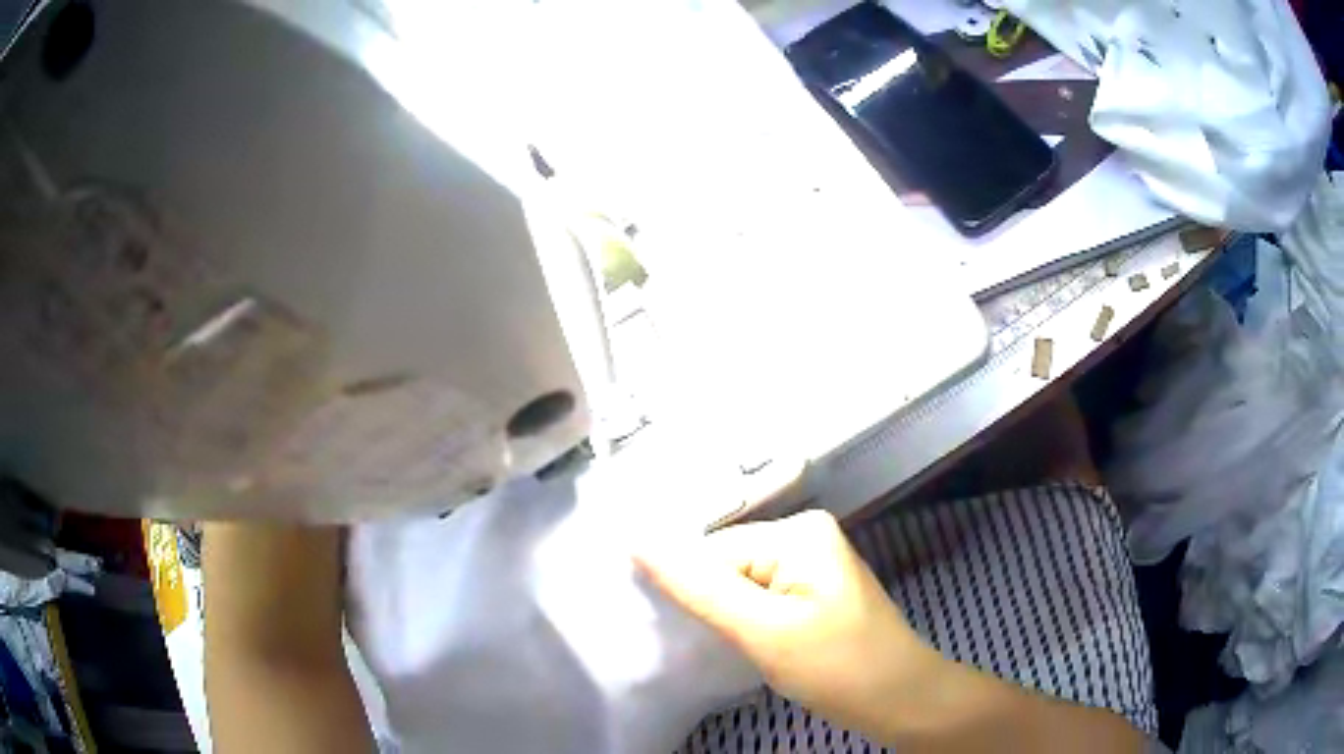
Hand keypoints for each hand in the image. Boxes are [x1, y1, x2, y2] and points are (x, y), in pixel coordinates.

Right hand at [635, 510, 937, 733]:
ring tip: (711, 647)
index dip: (683, 588)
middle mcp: (804, 536)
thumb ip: (698, 587)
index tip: (662, 628)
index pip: (711, 551)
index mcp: (797, 531)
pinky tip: (736, 644)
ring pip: (738, 584)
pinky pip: (758, 598)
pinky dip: (742, 621)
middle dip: (705, 604)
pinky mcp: (811, 593)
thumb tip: (637, 540)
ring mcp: (810, 565)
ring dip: (722, 616)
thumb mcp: (764, 631)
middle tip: (692, 644)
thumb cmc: (839, 667)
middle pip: (725, 564)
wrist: (901, 700)